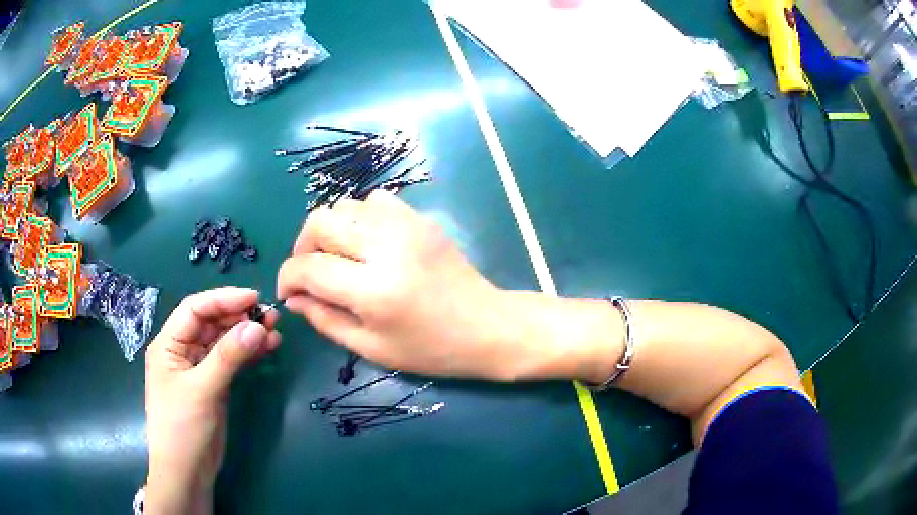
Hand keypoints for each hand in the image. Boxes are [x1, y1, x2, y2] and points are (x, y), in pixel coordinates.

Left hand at [144, 287, 279, 514]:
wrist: (186, 472)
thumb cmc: (183, 428)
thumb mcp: (203, 390)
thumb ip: (229, 357)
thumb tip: (258, 326)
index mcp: (168, 344)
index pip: (195, 309)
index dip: (223, 300)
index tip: (255, 298)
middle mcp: (182, 351)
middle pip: (211, 323)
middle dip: (239, 316)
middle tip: (271, 317)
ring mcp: (198, 369)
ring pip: (223, 341)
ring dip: (246, 335)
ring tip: (275, 331)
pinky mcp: (213, 385)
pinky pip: (231, 361)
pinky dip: (248, 354)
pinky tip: (267, 349)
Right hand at [277, 190, 521, 379]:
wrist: (486, 326)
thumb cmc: (430, 349)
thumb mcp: (372, 348)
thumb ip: (325, 319)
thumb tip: (293, 297)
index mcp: (373, 290)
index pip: (308, 267)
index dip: (287, 278)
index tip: (288, 292)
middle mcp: (386, 247)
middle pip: (319, 222)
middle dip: (302, 247)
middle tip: (310, 273)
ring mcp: (406, 225)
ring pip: (344, 205)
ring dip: (330, 231)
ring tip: (338, 258)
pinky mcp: (420, 218)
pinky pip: (374, 200)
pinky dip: (359, 217)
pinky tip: (367, 243)